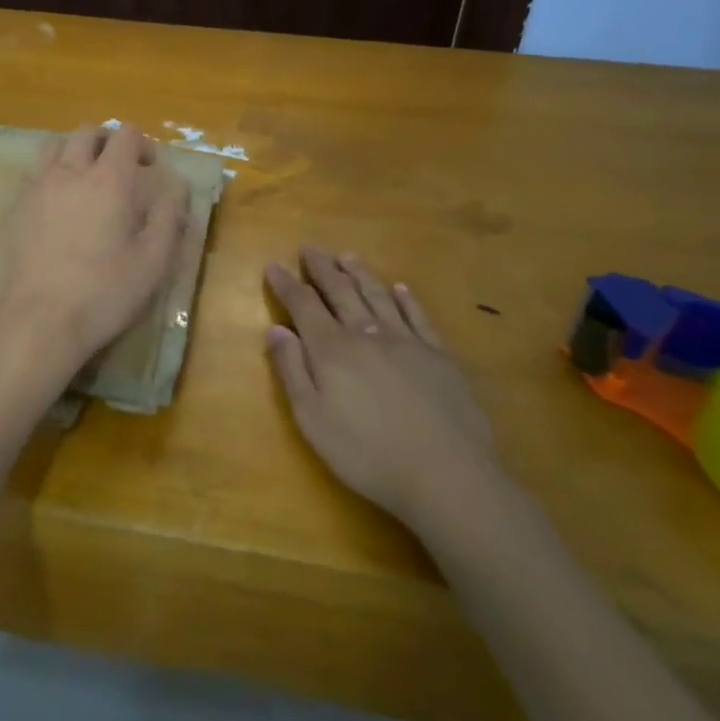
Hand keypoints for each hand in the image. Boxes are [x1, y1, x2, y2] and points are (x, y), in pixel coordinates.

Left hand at [0, 124, 188, 394]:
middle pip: (87, 132)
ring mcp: (36, 188)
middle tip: (119, 168)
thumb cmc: (104, 293)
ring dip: (74, 152)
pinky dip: (50, 176)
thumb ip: (168, 218)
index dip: (142, 144)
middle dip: (107, 142)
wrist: (37, 321)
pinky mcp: (14, 208)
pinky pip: (33, 175)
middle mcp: (70, 172)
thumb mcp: (153, 261)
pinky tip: (56, 207)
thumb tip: (176, 188)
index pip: (125, 135)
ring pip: (54, 146)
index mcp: (109, 180)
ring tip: (84, 180)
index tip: (150, 168)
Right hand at [266, 246, 503, 533]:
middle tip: (310, 247)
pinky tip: (400, 288)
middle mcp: (367, 334)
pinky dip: (406, 298)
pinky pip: (418, 315)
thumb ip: (292, 370)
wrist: (446, 473)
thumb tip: (275, 328)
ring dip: (360, 273)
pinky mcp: (439, 355)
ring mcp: (407, 341)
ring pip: (377, 296)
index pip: (304, 305)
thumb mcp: (313, 419)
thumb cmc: (367, 453)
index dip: (287, 284)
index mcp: (332, 349)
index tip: (274, 266)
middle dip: (322, 268)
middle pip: (341, 291)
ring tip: (347, 256)